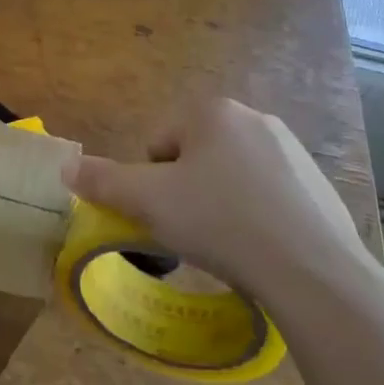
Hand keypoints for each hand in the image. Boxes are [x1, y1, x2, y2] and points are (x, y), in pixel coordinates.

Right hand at [69, 96, 379, 322]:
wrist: (314, 272)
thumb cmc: (220, 222)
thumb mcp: (147, 202)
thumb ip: (102, 181)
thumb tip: (65, 167)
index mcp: (212, 112)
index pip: (157, 144)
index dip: (152, 183)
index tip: (169, 215)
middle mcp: (254, 118)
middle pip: (193, 156)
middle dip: (186, 190)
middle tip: (193, 229)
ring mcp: (292, 151)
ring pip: (229, 176)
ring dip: (219, 202)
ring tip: (228, 242)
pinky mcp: (319, 185)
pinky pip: (267, 195)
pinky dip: (255, 215)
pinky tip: (262, 247)